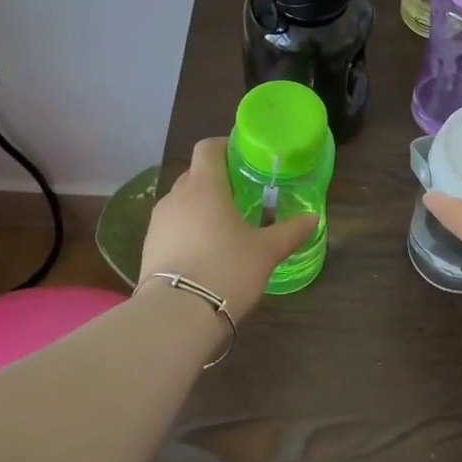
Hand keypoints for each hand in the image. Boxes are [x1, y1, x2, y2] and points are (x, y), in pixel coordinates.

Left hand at [138, 138, 317, 320]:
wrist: (176, 315)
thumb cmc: (227, 269)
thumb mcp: (266, 252)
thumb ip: (290, 231)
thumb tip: (313, 218)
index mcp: (205, 186)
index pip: (208, 147)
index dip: (224, 146)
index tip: (243, 158)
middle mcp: (176, 197)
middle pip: (195, 174)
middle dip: (216, 180)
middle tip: (242, 195)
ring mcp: (157, 223)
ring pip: (182, 202)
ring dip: (201, 207)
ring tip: (225, 226)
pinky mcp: (148, 248)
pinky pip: (172, 227)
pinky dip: (187, 230)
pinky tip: (205, 252)